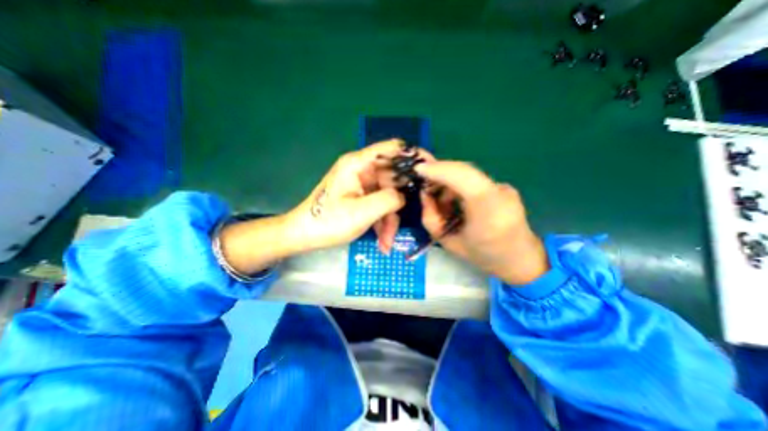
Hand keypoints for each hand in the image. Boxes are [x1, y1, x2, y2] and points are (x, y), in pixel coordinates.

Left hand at [281, 138, 413, 252]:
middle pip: (393, 179)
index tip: (430, 171)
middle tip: (409, 220)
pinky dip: (382, 222)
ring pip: (387, 197)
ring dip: (390, 220)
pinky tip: (382, 241)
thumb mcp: (362, 212)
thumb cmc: (328, 222)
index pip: (393, 149)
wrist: (303, 235)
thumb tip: (404, 196)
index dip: (414, 156)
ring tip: (387, 242)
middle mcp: (362, 170)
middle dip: (400, 203)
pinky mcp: (360, 197)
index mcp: (359, 164)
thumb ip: (389, 199)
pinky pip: (378, 206)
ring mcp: (361, 185)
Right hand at [418, 161, 548, 286]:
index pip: (462, 176)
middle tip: (425, 185)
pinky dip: (459, 186)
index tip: (418, 169)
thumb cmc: (482, 255)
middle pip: (464, 171)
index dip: (438, 169)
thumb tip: (425, 194)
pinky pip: (474, 180)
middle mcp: (500, 192)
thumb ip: (430, 217)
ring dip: (449, 183)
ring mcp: (504, 187)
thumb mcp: (447, 242)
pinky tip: (456, 201)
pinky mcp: (504, 187)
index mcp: (488, 209)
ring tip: (442, 202)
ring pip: (468, 175)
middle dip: (440, 174)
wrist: (520, 259)